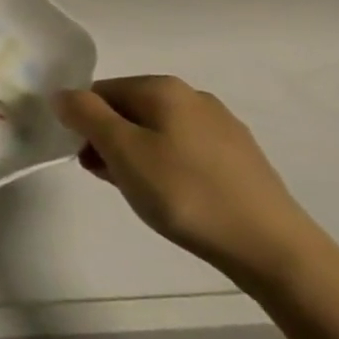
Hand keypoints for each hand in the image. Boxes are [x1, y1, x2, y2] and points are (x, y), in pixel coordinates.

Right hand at [56, 75, 325, 286]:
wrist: (275, 251)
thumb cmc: (186, 193)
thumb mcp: (121, 150)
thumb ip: (84, 113)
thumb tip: (63, 95)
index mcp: (162, 88)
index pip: (98, 92)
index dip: (84, 124)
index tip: (89, 160)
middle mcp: (194, 97)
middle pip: (128, 110)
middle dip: (109, 141)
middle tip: (111, 178)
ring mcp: (223, 128)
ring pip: (156, 132)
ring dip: (136, 157)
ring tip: (142, 193)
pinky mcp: (241, 160)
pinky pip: (185, 152)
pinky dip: (168, 168)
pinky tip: (175, 199)